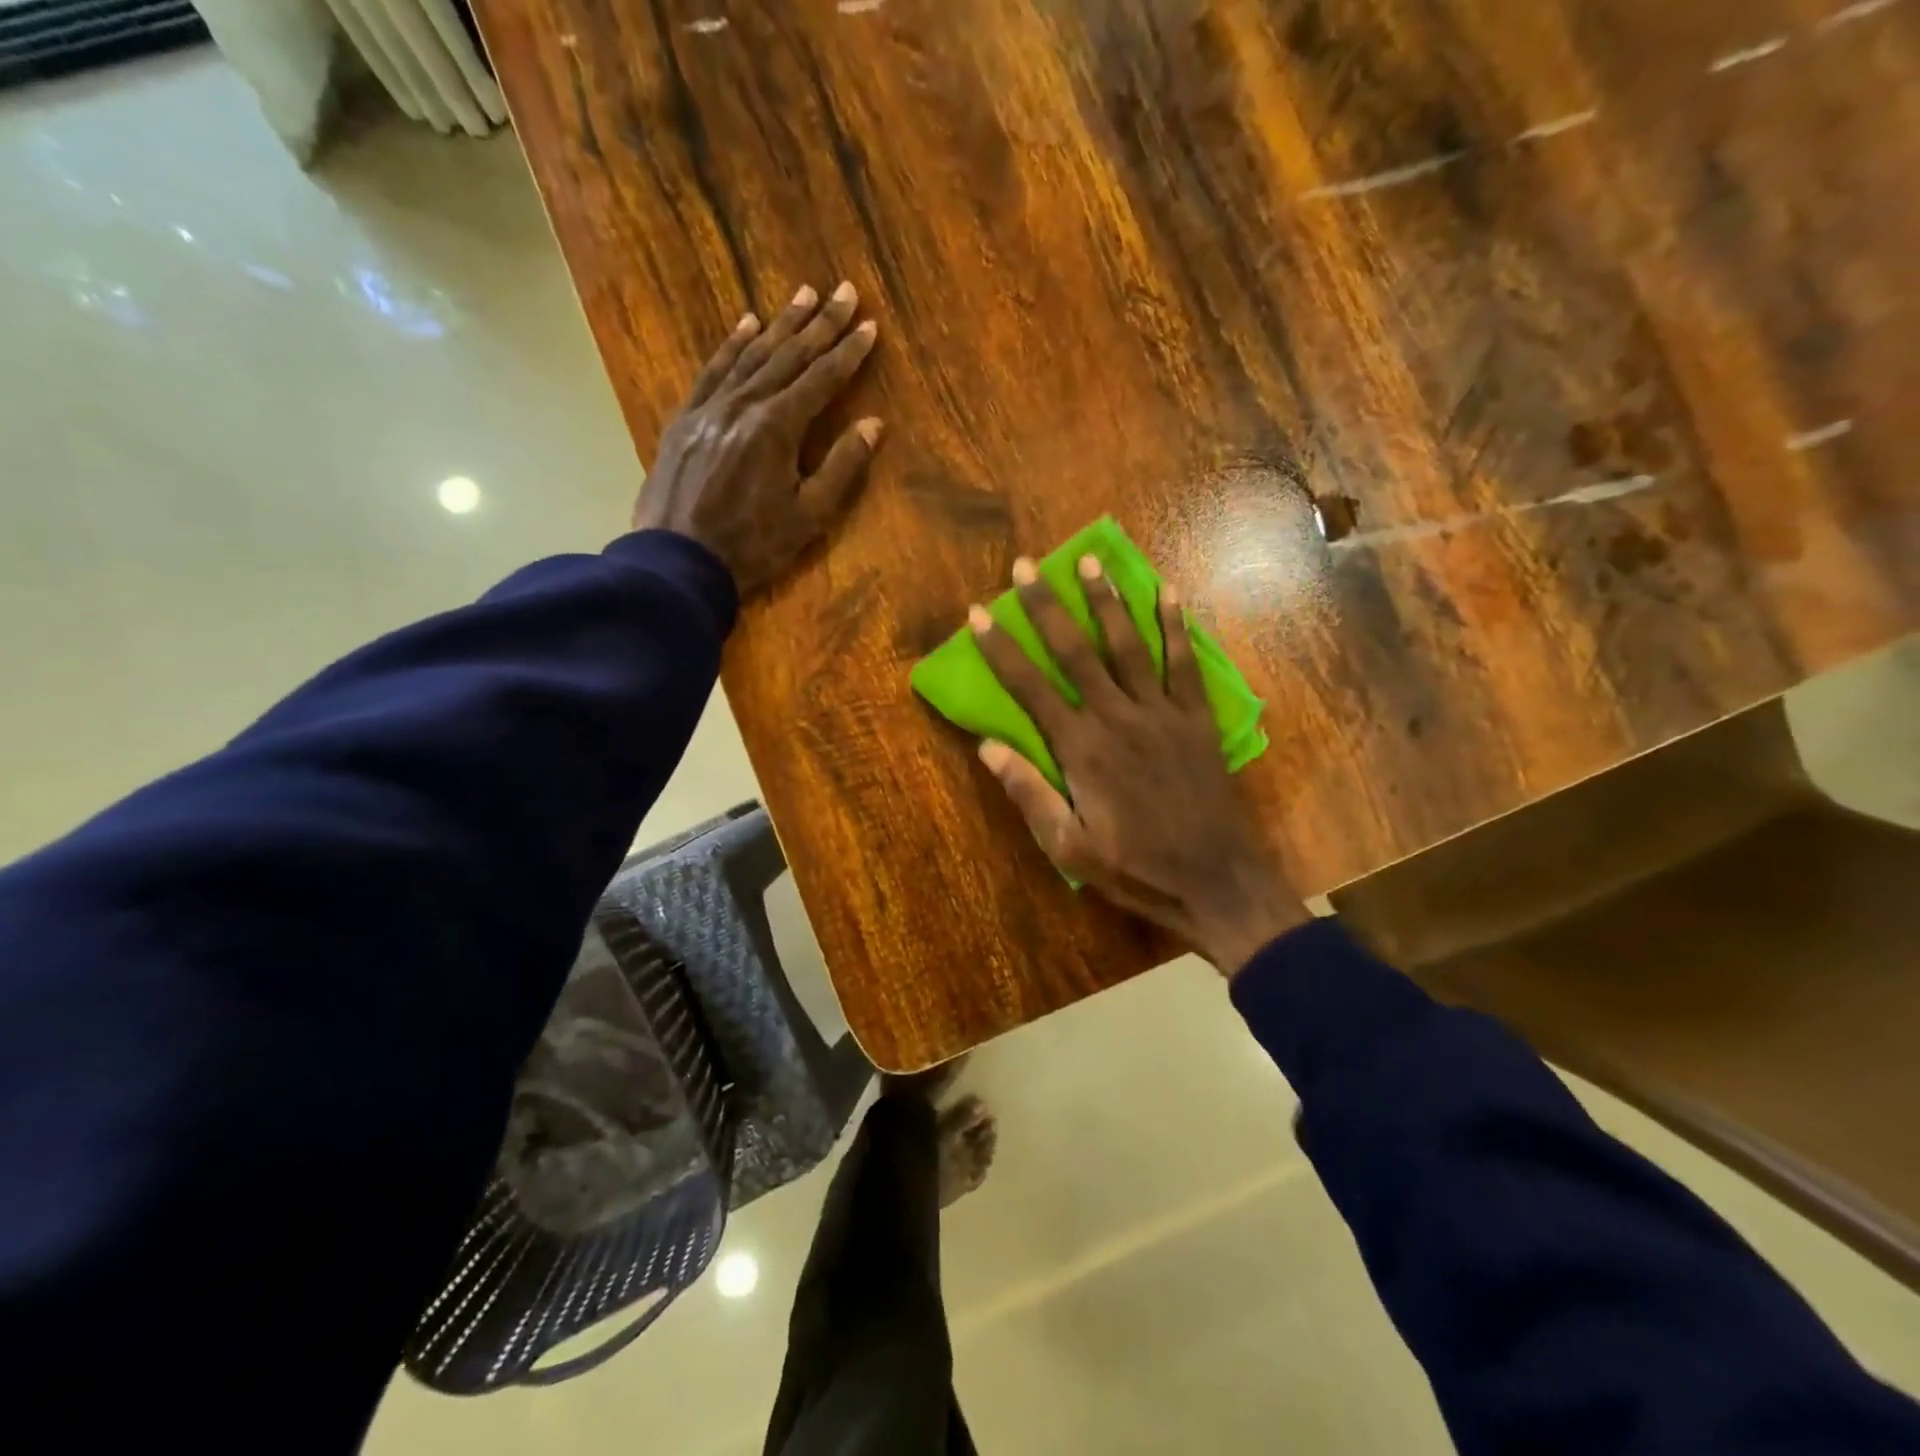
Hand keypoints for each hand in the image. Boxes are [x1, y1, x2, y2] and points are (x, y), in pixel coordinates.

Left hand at [634, 282, 882, 594]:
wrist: (678, 560)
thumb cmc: (753, 545)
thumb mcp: (809, 516)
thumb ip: (841, 467)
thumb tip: (873, 424)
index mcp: (777, 427)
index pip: (821, 379)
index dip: (848, 352)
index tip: (868, 324)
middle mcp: (743, 404)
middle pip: (788, 356)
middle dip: (820, 324)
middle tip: (843, 289)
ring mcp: (710, 408)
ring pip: (751, 355)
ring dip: (780, 324)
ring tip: (803, 295)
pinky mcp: (686, 419)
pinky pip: (713, 370)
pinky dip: (732, 345)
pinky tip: (747, 324)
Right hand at [970, 556, 1307, 973]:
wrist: (1215, 880)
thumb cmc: (1134, 868)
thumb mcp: (1068, 846)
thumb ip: (1029, 793)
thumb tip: (987, 746)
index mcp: (1081, 749)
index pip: (1029, 688)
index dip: (1000, 649)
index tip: (977, 613)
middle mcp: (1117, 717)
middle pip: (1075, 651)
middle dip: (1047, 606)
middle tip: (1026, 566)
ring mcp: (1162, 713)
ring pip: (1128, 644)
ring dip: (1106, 600)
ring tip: (1090, 559)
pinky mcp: (1197, 719)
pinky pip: (1185, 663)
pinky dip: (1176, 626)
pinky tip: (1168, 592)